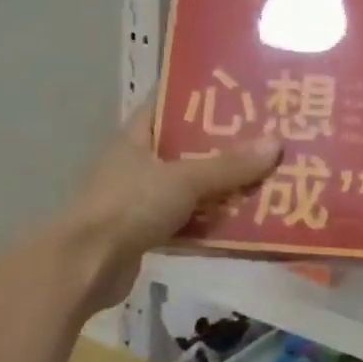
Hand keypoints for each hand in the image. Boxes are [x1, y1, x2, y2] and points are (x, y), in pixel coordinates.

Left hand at [54, 104, 281, 314]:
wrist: (86, 266)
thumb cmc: (129, 207)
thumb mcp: (184, 179)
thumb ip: (229, 166)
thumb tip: (277, 143)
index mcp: (136, 137)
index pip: (168, 104)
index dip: (200, 97)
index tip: (238, 94)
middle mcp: (137, 163)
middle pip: (185, 147)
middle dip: (222, 146)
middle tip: (265, 138)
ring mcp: (139, 199)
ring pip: (189, 186)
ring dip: (220, 187)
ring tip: (264, 177)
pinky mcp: (145, 232)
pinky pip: (186, 219)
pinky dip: (209, 221)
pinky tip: (242, 221)